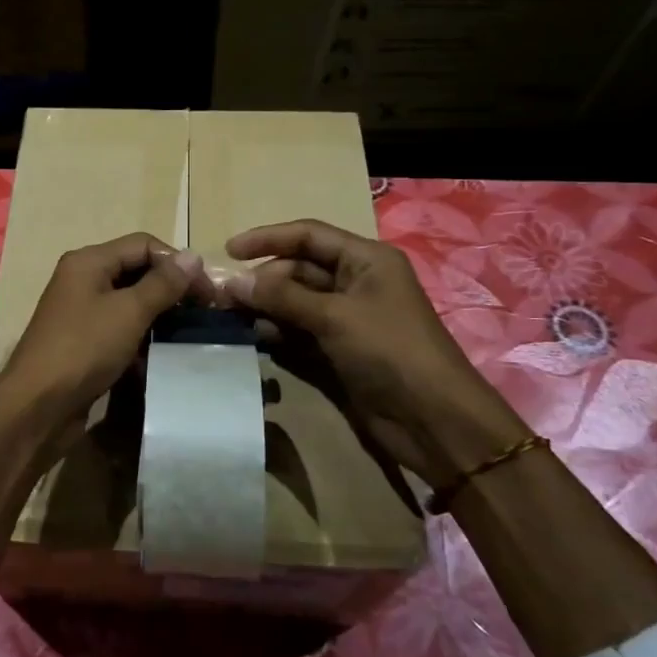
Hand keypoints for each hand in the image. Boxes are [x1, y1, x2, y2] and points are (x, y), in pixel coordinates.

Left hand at [0, 233, 208, 433]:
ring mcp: (81, 312)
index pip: (143, 245)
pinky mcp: (84, 342)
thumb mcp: (129, 312)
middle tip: (204, 312)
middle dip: (171, 288)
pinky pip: (120, 329)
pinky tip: (163, 354)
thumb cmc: (83, 350)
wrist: (37, 406)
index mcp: (89, 262)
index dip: (178, 263)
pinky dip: (141, 337)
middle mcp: (83, 280)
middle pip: (136, 271)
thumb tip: (194, 256)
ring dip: (159, 314)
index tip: (208, 292)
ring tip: (189, 333)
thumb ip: (163, 284)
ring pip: (129, 302)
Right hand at [221, 219, 525, 487]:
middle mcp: (355, 282)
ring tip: (229, 318)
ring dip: (265, 307)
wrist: (432, 420)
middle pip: (298, 269)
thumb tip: (233, 282)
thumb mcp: (335, 316)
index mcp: (365, 260)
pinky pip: (299, 331)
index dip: (267, 238)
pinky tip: (251, 338)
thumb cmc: (390, 351)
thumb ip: (282, 296)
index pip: (308, 236)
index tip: (228, 251)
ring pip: (295, 302)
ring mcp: (346, 318)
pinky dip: (276, 332)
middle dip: (262, 280)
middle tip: (224, 298)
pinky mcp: (338, 349)